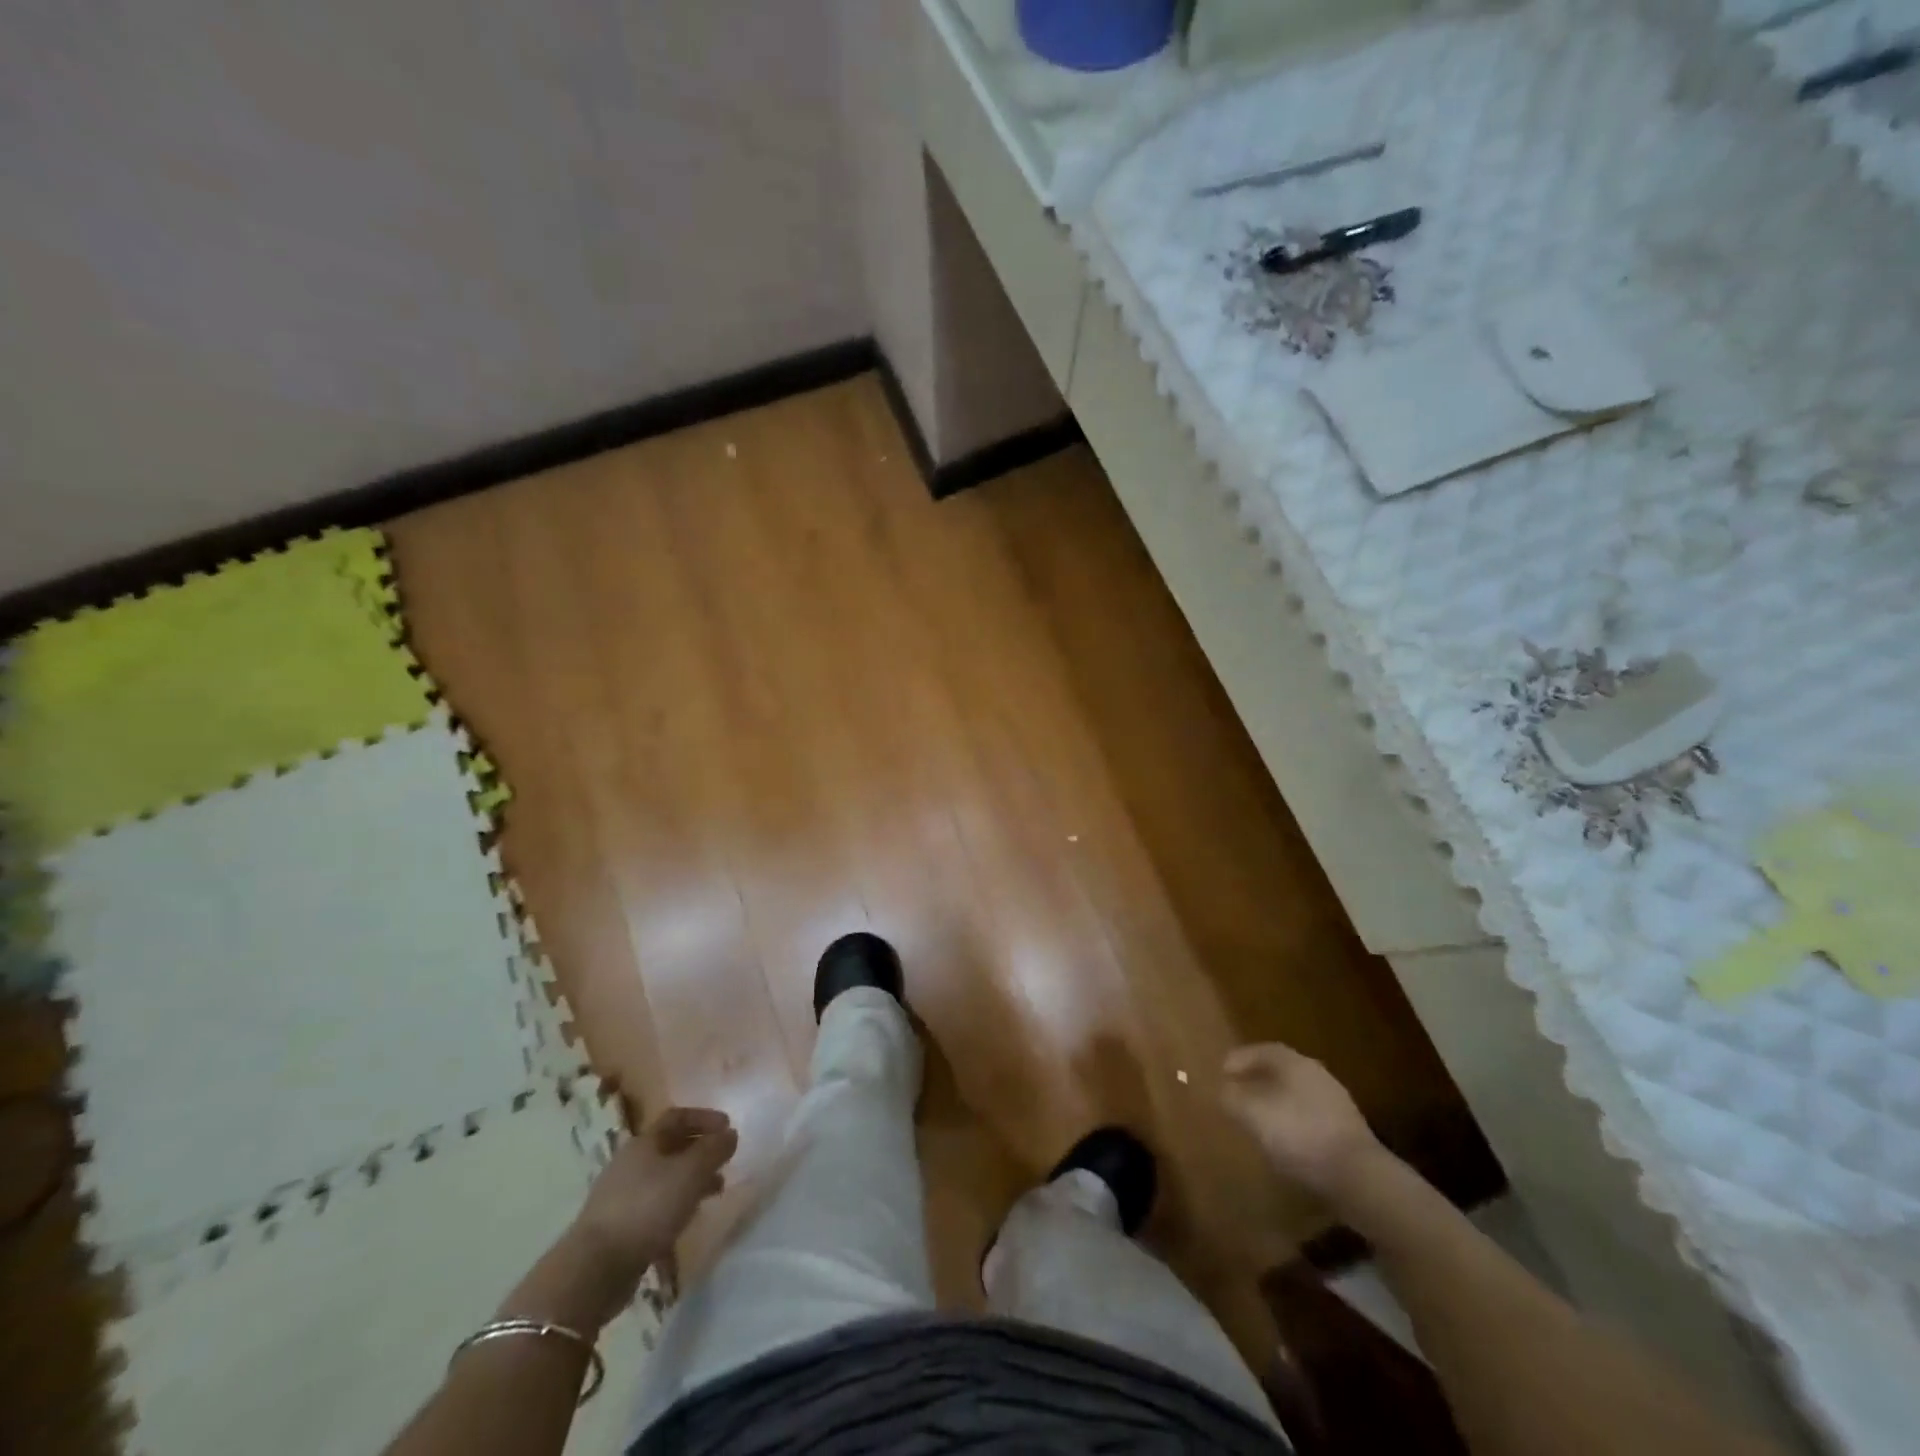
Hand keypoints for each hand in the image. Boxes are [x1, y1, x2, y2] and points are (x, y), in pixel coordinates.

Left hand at [569, 1106, 737, 1292]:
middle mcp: (631, 1162)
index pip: (677, 1117)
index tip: (728, 1126)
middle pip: (671, 1145)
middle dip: (701, 1149)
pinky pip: (656, 1202)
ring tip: (716, 1190)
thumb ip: (713, 1150)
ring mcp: (622, 1194)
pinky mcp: (619, 1225)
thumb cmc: (647, 1208)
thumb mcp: (690, 1174)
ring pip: (665, 1176)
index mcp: (644, 1142)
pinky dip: (677, 1201)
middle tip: (725, 1159)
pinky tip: (688, 1217)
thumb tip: (730, 1133)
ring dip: (692, 1178)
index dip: (704, 1117)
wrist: (594, 1268)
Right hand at [1220, 1043, 1382, 1201]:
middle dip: (1258, 1079)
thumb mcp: (1253, 1115)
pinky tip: (1285, 1141)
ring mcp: (1337, 1103)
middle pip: (1282, 1070)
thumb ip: (1233, 1098)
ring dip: (1276, 1101)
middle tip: (1238, 1091)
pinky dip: (1293, 1121)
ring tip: (1258, 1118)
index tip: (1222, 1071)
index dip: (1241, 1058)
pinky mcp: (1348, 1131)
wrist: (1359, 1177)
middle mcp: (1317, 1075)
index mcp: (1295, 1063)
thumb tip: (1223, 1089)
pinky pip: (1311, 1116)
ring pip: (1297, 1093)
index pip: (1263, 1050)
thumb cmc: (1300, 1135)